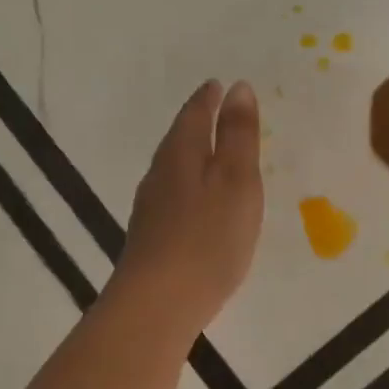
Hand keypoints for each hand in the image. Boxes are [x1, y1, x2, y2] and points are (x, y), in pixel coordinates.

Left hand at [110, 80, 264, 334]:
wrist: (159, 303)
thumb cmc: (208, 237)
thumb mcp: (236, 180)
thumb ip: (238, 136)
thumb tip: (238, 88)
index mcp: (181, 154)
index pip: (194, 114)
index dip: (209, 98)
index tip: (219, 85)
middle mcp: (159, 175)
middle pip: (179, 138)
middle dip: (197, 122)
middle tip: (216, 110)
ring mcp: (150, 208)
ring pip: (173, 169)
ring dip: (192, 155)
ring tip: (211, 152)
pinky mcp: (151, 237)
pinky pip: (173, 196)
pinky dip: (189, 186)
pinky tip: (198, 203)